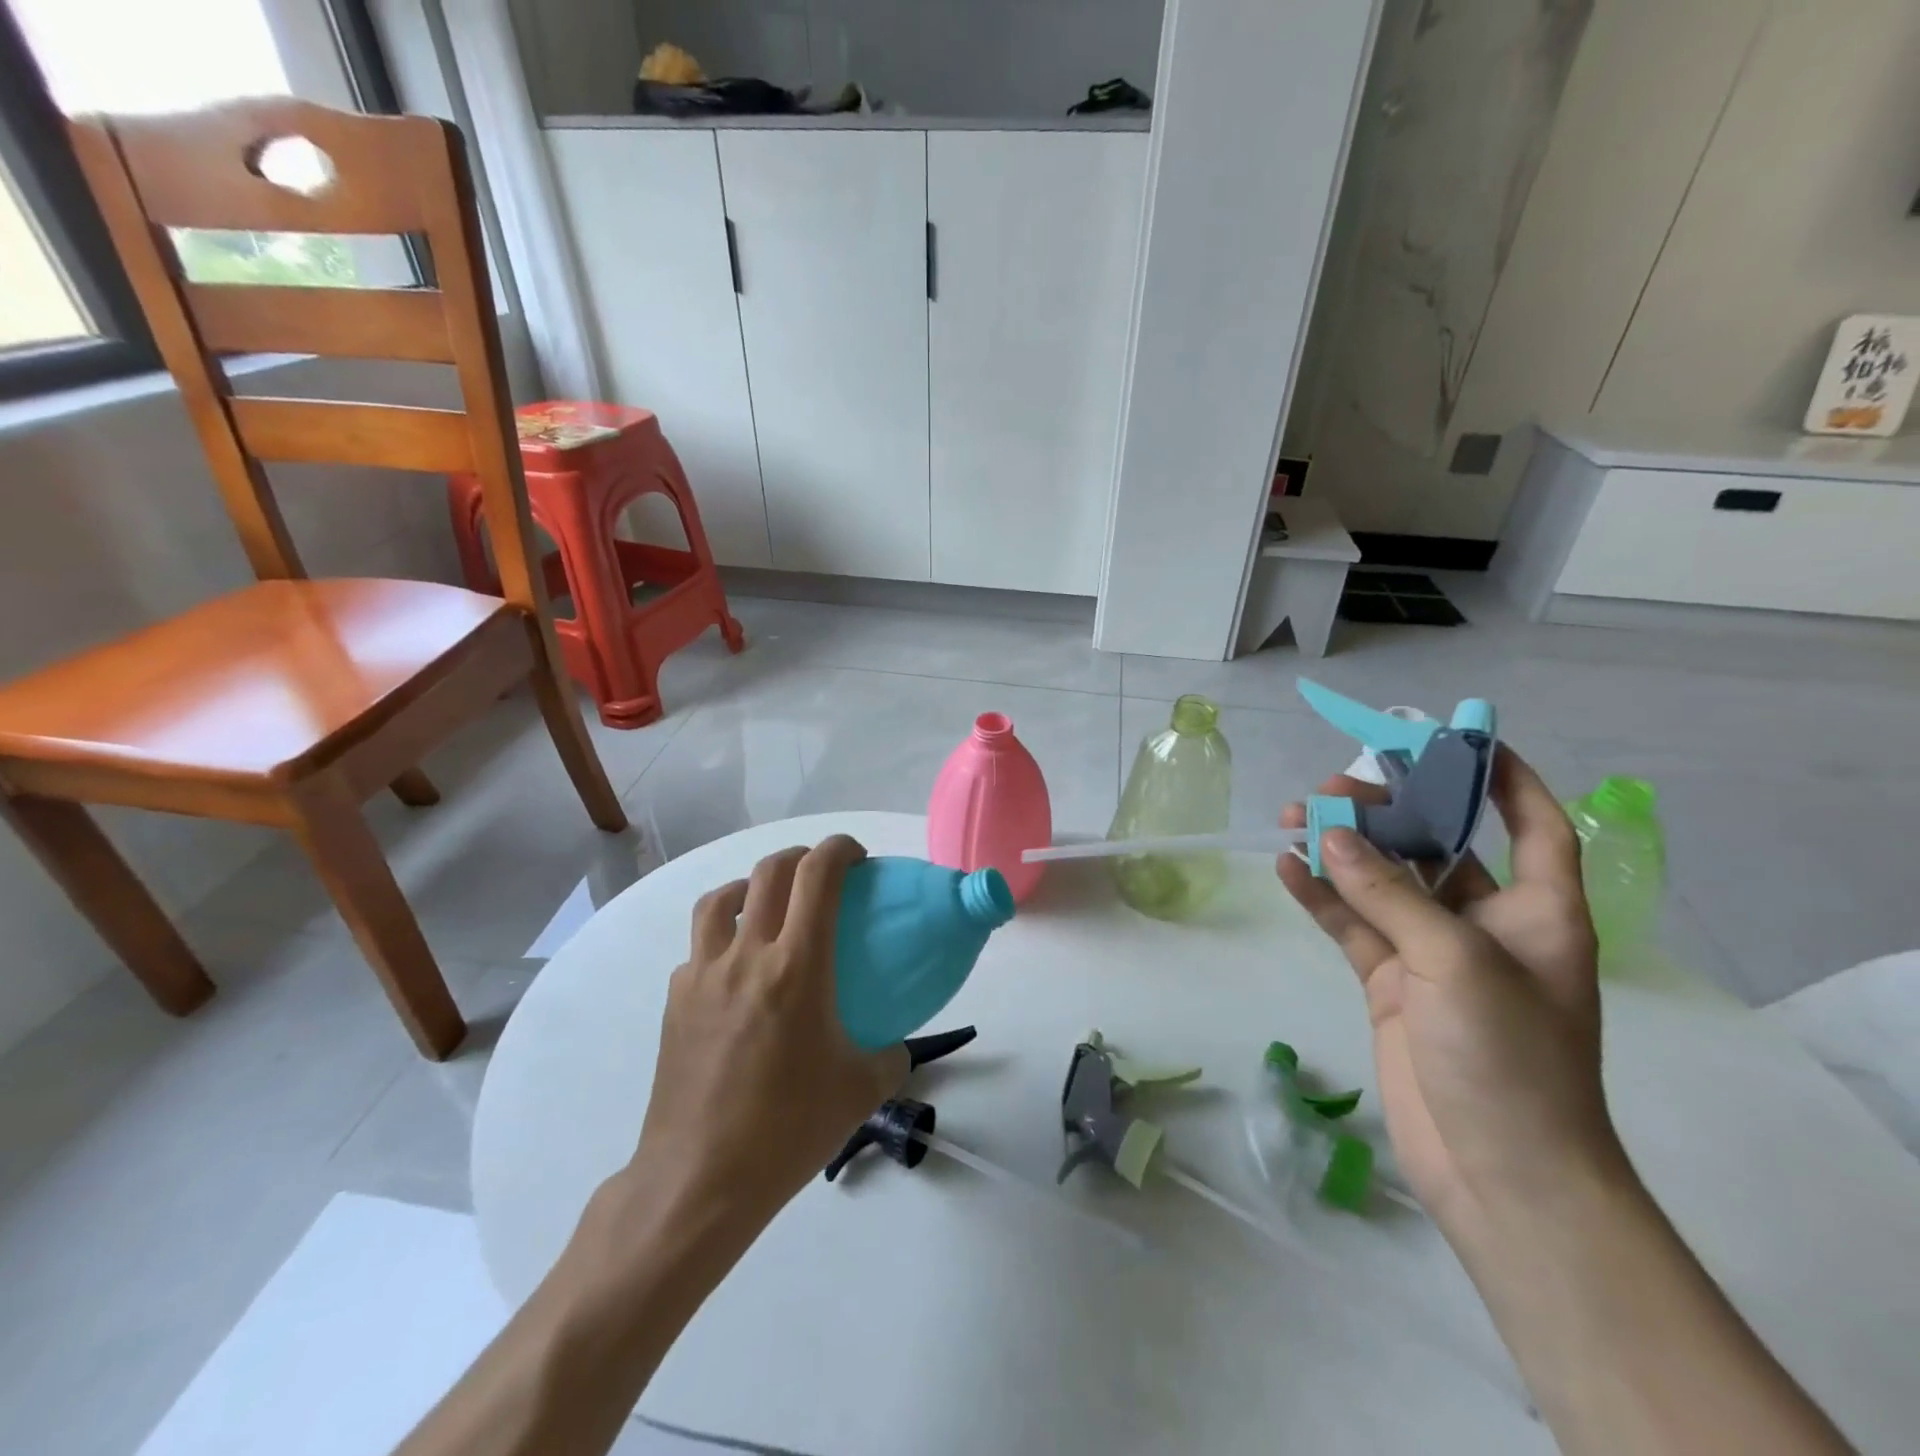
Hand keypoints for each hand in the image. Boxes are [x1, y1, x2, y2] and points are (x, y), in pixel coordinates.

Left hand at [627, 836, 908, 1237]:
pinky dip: (722, 939)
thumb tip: (896, 1045)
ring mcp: (703, 975)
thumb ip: (890, 1056)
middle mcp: (746, 955)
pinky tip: (736, 973)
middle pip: (770, 872)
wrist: (699, 1180)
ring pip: (721, 898)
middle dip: (801, 857)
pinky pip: (699, 948)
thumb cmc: (787, 1130)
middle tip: (822, 874)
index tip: (857, 857)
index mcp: (797, 966)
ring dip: (751, 887)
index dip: (840, 849)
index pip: (817, 875)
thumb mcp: (860, 1091)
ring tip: (769, 908)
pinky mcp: (675, 1000)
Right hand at [1276, 748, 1624, 1248]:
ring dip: (1340, 851)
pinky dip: (1320, 896)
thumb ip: (1390, 894)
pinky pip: (1351, 924)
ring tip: (1291, 818)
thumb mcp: (1455, 962)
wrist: (1498, 1172)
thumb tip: (1331, 834)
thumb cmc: (1508, 1058)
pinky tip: (1286, 867)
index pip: (1534, 825)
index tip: (1458, 738)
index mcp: (1537, 911)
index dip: (1505, 778)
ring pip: (1381, 882)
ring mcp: (1431, 954)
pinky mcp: (1389, 983)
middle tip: (1331, 787)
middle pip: (1437, 846)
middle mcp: (1485, 924)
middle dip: (1388, 812)